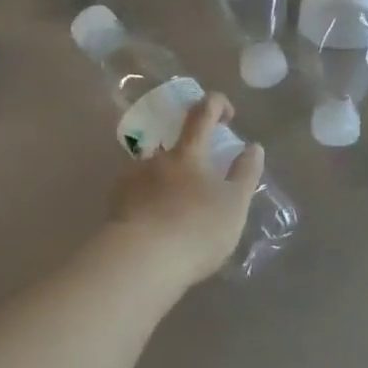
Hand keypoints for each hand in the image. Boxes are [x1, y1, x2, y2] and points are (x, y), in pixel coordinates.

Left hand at [100, 93, 264, 289]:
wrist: (139, 263)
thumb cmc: (196, 229)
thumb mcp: (234, 204)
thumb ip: (246, 173)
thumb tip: (253, 146)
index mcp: (188, 153)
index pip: (202, 114)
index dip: (216, 103)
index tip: (228, 113)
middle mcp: (156, 159)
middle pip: (174, 145)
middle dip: (191, 155)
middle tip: (204, 180)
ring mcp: (131, 181)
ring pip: (154, 172)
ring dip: (168, 183)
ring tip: (179, 212)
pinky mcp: (114, 207)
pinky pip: (136, 196)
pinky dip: (149, 203)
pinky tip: (157, 226)